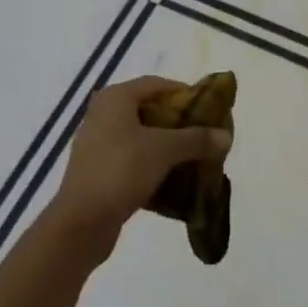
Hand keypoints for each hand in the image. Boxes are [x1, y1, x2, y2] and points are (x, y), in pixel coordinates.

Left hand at [48, 76, 232, 257]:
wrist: (81, 222)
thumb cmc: (121, 170)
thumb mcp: (164, 150)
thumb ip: (196, 139)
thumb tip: (226, 135)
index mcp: (115, 99)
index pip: (156, 84)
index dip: (184, 92)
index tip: (208, 108)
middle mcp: (103, 114)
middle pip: (149, 110)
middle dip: (178, 123)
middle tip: (204, 135)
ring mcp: (97, 144)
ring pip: (141, 137)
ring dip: (167, 146)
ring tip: (193, 158)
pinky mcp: (98, 171)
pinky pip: (132, 160)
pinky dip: (153, 165)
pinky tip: (173, 180)